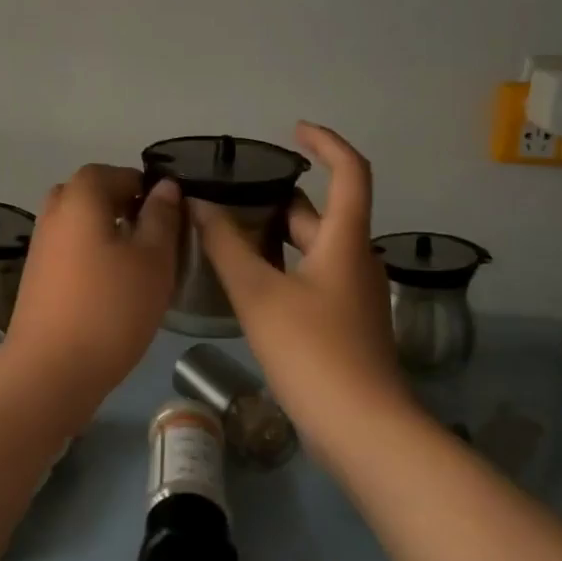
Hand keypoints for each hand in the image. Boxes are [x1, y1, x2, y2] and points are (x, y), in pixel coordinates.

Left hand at [4, 164, 181, 392]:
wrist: (50, 370)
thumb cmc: (111, 308)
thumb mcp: (153, 259)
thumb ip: (162, 217)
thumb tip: (165, 187)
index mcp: (80, 196)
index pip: (117, 173)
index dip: (147, 189)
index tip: (171, 218)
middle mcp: (54, 211)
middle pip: (95, 195)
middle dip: (126, 208)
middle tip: (155, 239)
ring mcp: (41, 244)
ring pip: (81, 223)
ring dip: (109, 233)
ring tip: (139, 266)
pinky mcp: (37, 275)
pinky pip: (70, 249)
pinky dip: (92, 255)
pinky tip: (113, 287)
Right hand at [191, 123, 406, 429]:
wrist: (362, 429)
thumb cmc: (313, 351)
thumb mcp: (260, 294)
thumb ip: (226, 247)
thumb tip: (198, 205)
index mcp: (345, 240)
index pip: (351, 171)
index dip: (326, 143)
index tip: (293, 131)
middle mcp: (355, 259)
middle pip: (321, 213)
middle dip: (280, 198)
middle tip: (233, 193)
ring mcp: (352, 294)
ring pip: (313, 248)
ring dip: (276, 235)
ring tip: (228, 231)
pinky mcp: (344, 323)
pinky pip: (312, 277)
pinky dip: (282, 266)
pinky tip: (247, 280)